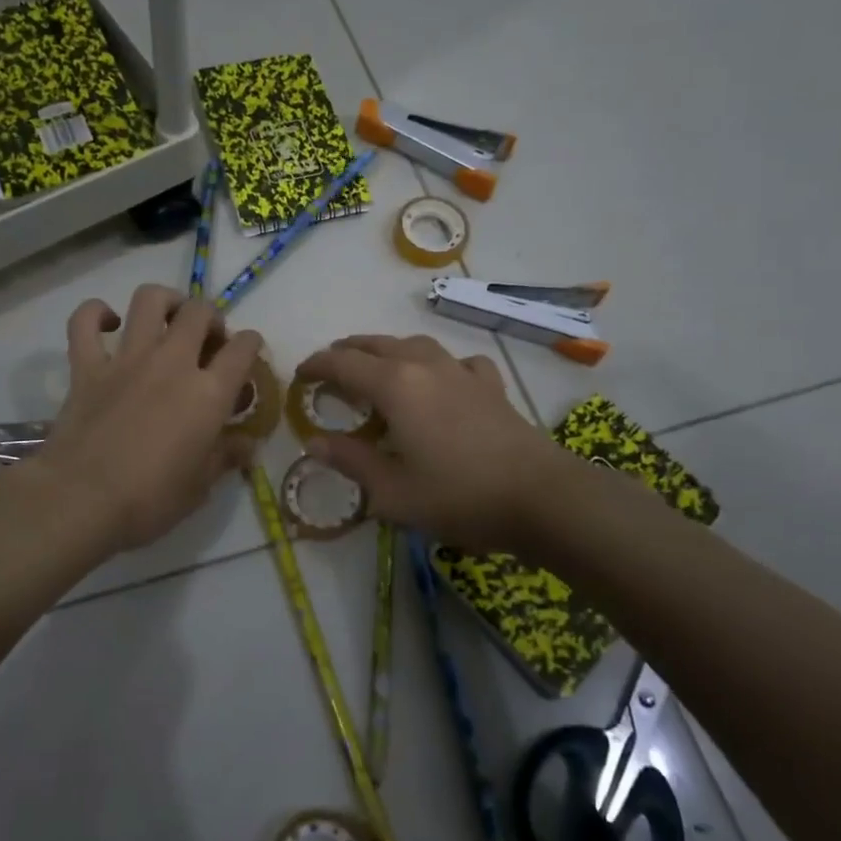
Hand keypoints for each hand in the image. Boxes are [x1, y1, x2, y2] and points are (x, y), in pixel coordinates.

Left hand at [29, 284, 262, 555]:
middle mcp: (172, 363)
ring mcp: (127, 359)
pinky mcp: (87, 366)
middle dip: (211, 318)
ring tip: (168, 317)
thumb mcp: (200, 487)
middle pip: (199, 313)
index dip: (251, 344)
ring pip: (149, 300)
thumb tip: (248, 446)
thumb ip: (226, 457)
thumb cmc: (149, 500)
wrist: (81, 501)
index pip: (243, 349)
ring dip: (165, 301)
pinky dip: (96, 313)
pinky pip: (85, 321)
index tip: (247, 353)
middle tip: (208, 339)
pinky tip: (109, 322)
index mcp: (208, 393)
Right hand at [294, 334, 572, 554]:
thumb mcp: (392, 491)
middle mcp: (424, 365)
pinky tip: (443, 380)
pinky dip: (438, 365)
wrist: (541, 496)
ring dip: (387, 350)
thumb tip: (314, 443)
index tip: (299, 374)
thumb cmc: (458, 495)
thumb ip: (351, 462)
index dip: (316, 365)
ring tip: (376, 366)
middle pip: (376, 345)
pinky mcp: (489, 385)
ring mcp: (460, 371)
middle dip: (347, 352)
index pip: (343, 363)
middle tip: (329, 368)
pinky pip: (455, 362)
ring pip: (414, 345)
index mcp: (394, 385)